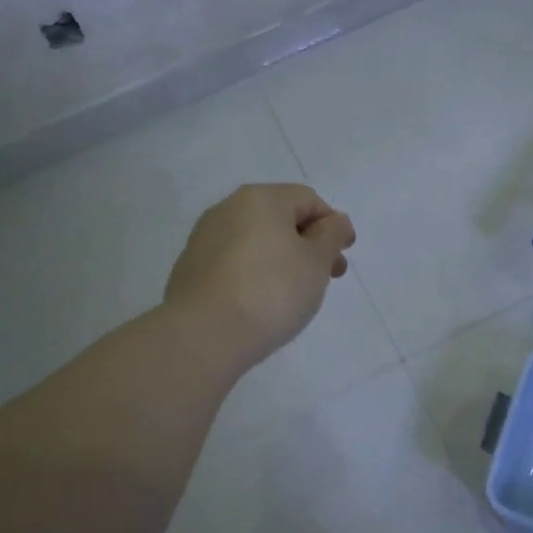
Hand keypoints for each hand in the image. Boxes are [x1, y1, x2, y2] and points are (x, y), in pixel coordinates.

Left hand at [164, 184, 356, 368]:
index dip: (332, 225)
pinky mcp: (190, 267)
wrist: (203, 334)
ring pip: (255, 241)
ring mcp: (204, 238)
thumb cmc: (271, 291)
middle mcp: (228, 208)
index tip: (342, 259)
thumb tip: (336, 221)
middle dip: (308, 245)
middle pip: (280, 218)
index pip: (308, 199)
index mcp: (260, 198)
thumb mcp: (316, 262)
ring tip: (293, 295)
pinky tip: (260, 303)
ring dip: (281, 259)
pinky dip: (253, 274)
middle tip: (325, 279)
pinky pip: (233, 262)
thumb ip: (331, 236)